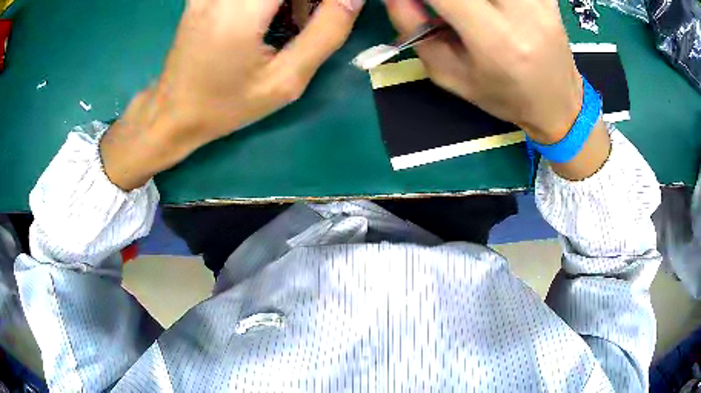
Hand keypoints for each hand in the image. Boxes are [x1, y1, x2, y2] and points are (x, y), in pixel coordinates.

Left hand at [101, 0, 363, 189]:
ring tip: (287, 23)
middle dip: (304, 3)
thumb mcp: (285, 81)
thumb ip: (327, 33)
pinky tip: (265, 16)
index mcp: (242, 10)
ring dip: (287, 3)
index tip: (330, 13)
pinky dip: (267, 3)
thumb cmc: (227, 105)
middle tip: (307, 22)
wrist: (173, 113)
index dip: (319, 1)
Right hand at [384, 0, 610, 179]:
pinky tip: (490, 9)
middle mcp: (521, 12)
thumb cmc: (502, 96)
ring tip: (467, 11)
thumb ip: (413, 28)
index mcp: (494, 39)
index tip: (412, 1)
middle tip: (443, 9)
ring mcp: (539, 1)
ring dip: (470, 0)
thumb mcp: (448, 74)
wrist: (558, 104)